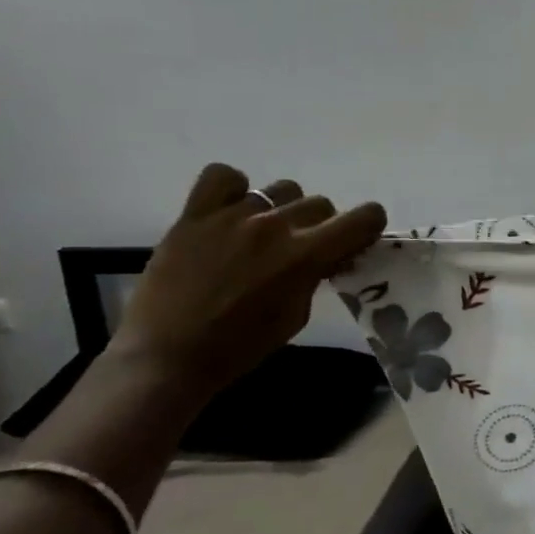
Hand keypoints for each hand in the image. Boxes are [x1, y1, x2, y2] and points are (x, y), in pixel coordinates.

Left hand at [111, 164, 386, 392]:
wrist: (167, 357)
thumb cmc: (240, 346)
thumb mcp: (296, 315)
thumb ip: (314, 275)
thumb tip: (325, 255)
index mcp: (306, 255)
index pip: (364, 217)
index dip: (368, 226)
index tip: (355, 241)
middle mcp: (275, 226)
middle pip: (320, 203)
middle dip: (320, 226)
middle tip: (301, 249)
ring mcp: (232, 216)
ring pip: (281, 190)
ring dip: (281, 210)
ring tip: (260, 234)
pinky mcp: (194, 215)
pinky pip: (222, 176)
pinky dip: (232, 189)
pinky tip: (230, 212)